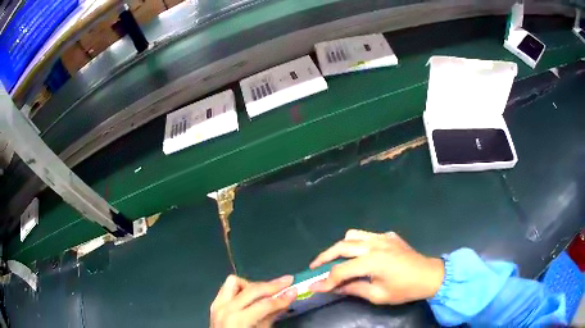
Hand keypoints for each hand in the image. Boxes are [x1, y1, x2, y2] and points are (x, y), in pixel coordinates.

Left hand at [210, 274, 296, 327]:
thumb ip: (271, 315)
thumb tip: (286, 299)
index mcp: (238, 320)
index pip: (264, 304)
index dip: (282, 298)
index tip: (295, 290)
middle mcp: (226, 308)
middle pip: (252, 290)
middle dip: (272, 285)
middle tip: (287, 281)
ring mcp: (218, 304)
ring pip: (235, 282)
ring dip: (252, 285)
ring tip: (265, 291)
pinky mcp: (215, 303)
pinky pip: (227, 287)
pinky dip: (240, 288)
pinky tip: (251, 294)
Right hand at [309, 229, 443, 304]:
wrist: (430, 276)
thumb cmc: (405, 289)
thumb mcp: (378, 295)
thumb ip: (354, 289)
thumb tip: (334, 287)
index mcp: (372, 261)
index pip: (341, 270)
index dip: (325, 280)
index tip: (312, 287)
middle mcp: (375, 245)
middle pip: (341, 247)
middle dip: (324, 257)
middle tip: (315, 267)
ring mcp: (382, 237)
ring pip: (353, 235)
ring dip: (340, 246)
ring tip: (335, 259)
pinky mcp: (389, 236)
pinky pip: (367, 235)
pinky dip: (358, 242)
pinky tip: (360, 254)